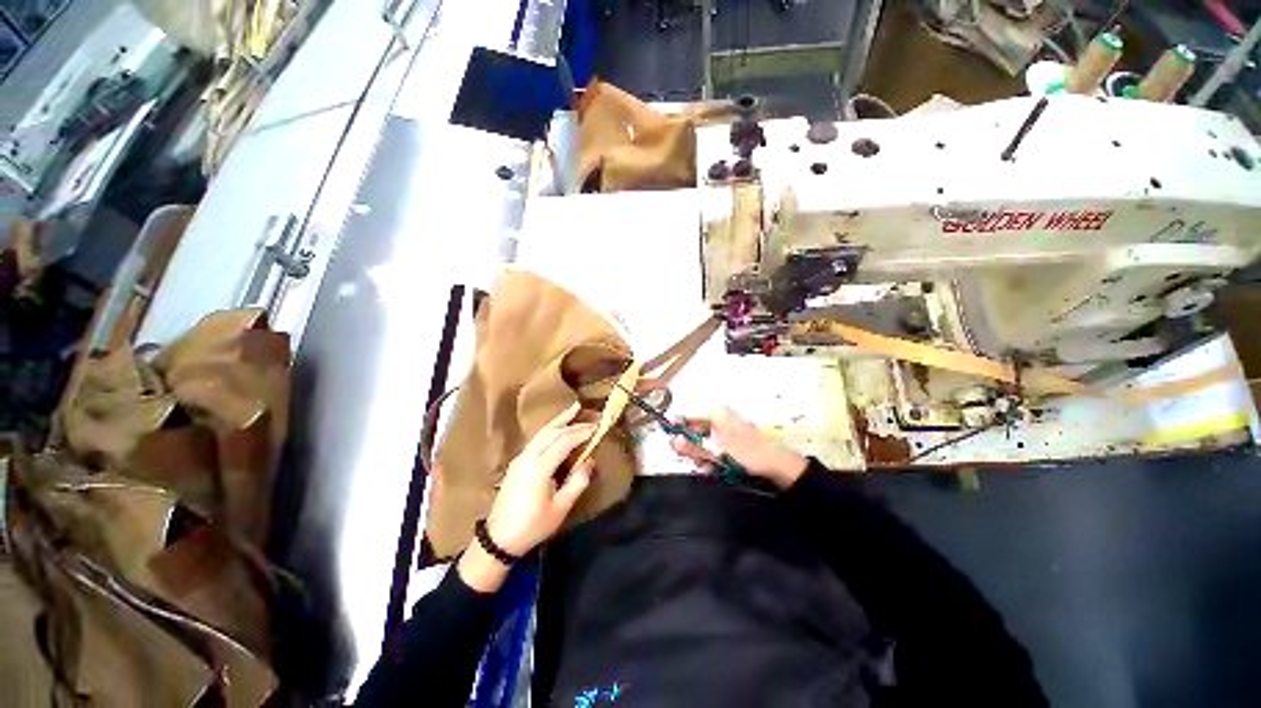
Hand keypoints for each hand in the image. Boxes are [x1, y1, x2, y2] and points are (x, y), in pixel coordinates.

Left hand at [460, 403, 594, 591]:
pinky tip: (557, 430)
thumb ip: (577, 482)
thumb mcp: (560, 507)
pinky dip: (550, 430)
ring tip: (572, 410)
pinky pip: (536, 439)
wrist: (499, 539)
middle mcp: (528, 457)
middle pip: (551, 431)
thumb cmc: (533, 525)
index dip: (581, 432)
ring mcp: (520, 458)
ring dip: (558, 421)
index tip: (597, 427)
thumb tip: (589, 461)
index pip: (564, 441)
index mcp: (540, 467)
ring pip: (541, 432)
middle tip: (587, 413)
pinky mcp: (516, 463)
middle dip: (571, 421)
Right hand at [669, 407, 807, 490]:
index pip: (688, 417)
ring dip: (701, 454)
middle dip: (692, 447)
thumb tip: (673, 441)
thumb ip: (694, 446)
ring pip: (703, 440)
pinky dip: (711, 457)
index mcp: (716, 414)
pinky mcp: (731, 441)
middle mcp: (720, 418)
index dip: (679, 431)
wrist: (778, 466)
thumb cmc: (748, 454)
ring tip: (706, 467)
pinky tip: (714, 467)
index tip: (675, 446)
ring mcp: (726, 429)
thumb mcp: (718, 452)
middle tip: (695, 461)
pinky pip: (714, 446)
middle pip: (695, 430)